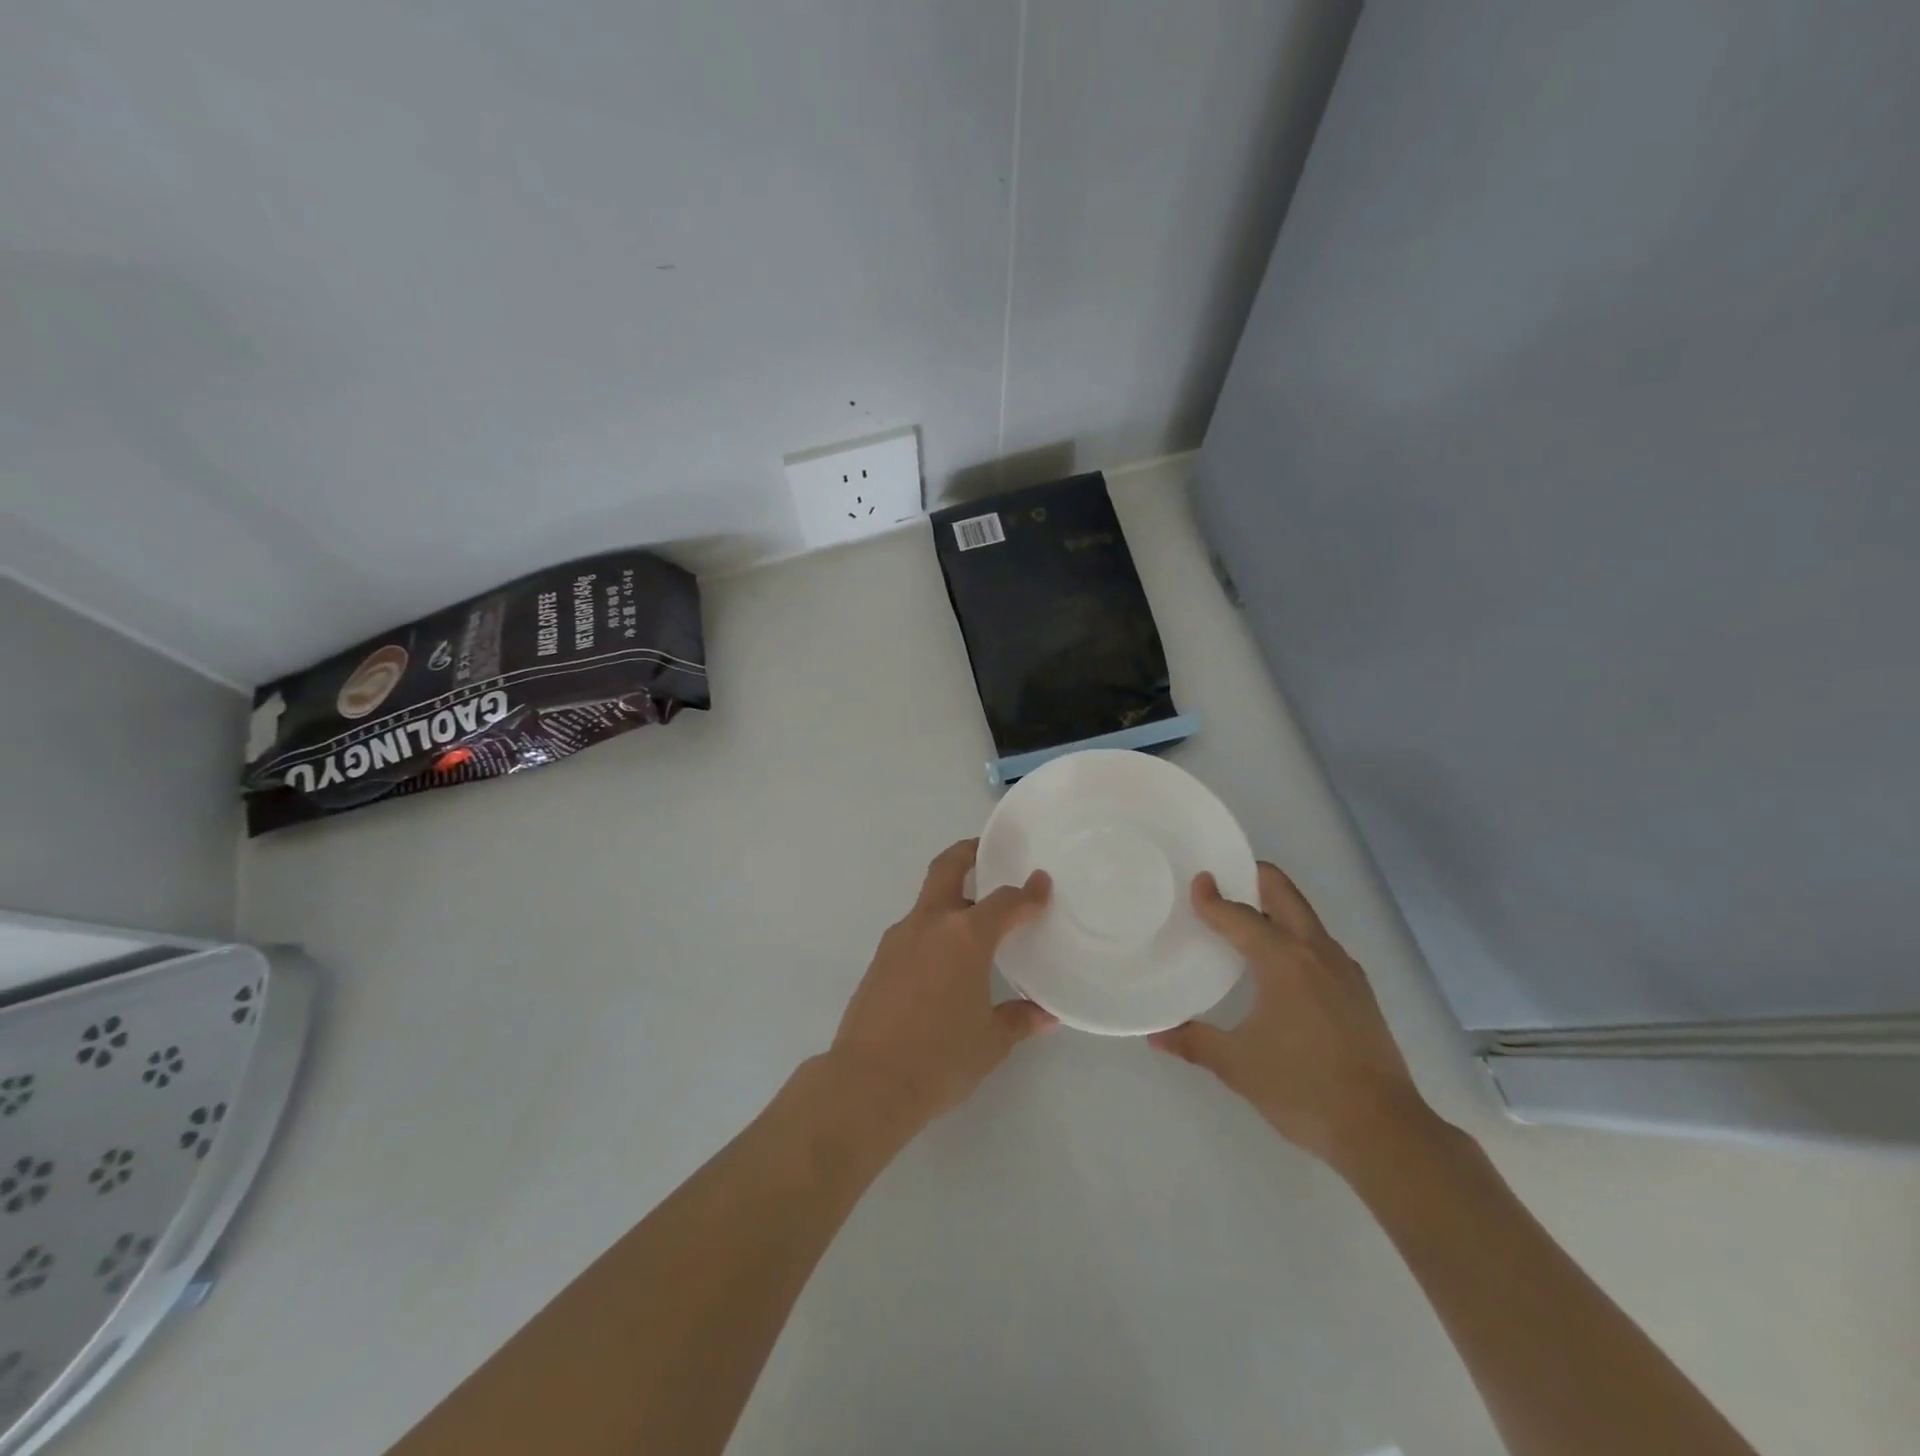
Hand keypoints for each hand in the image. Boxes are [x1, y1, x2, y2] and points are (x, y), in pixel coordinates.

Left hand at [828, 839, 1054, 1127]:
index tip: (1041, 884)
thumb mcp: (990, 1042)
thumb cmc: (940, 1059)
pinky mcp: (880, 959)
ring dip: (950, 897)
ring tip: (973, 918)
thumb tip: (1045, 1016)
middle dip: (968, 852)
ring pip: (928, 900)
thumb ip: (1018, 1020)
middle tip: (987, 850)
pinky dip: (933, 930)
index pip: (1004, 902)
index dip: (1028, 893)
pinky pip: (913, 930)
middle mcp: (930, 925)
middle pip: (947, 868)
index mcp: (965, 937)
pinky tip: (944, 960)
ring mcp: (899, 939)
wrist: (867, 1082)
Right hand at [1149, 862, 1432, 1172]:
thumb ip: (1195, 1042)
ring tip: (1245, 918)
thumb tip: (1156, 1036)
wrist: (1385, 1131)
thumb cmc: (1303, 1089)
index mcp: (1284, 961)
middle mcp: (1317, 953)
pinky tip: (1280, 963)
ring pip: (1306, 918)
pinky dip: (1294, 935)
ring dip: (1275, 907)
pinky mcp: (1359, 992)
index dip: (1214, 898)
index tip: (1196, 881)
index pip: (1240, 916)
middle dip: (1254, 878)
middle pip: (1284, 894)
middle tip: (1224, 879)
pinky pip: (1319, 944)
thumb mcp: (1238, 1066)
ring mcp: (1344, 970)